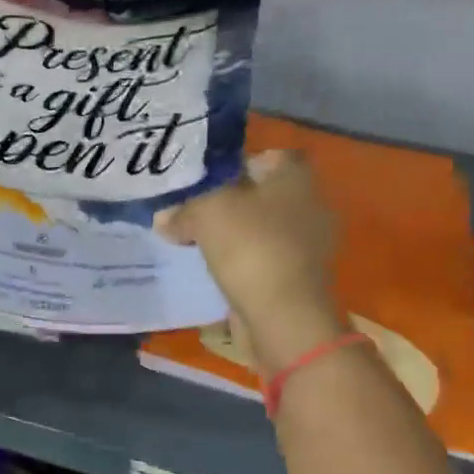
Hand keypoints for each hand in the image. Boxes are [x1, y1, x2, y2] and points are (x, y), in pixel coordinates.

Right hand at [156, 150, 344, 371]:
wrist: (284, 317)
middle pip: (260, 194)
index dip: (233, 164)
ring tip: (194, 242)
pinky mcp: (297, 278)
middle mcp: (309, 205)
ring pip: (259, 228)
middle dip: (226, 202)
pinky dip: (240, 262)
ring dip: (231, 235)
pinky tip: (213, 269)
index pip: (266, 156)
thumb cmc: (250, 247)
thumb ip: (183, 208)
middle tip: (189, 211)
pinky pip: (261, 259)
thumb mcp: (206, 212)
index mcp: (296, 177)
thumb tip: (164, 218)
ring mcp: (306, 245)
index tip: (203, 180)